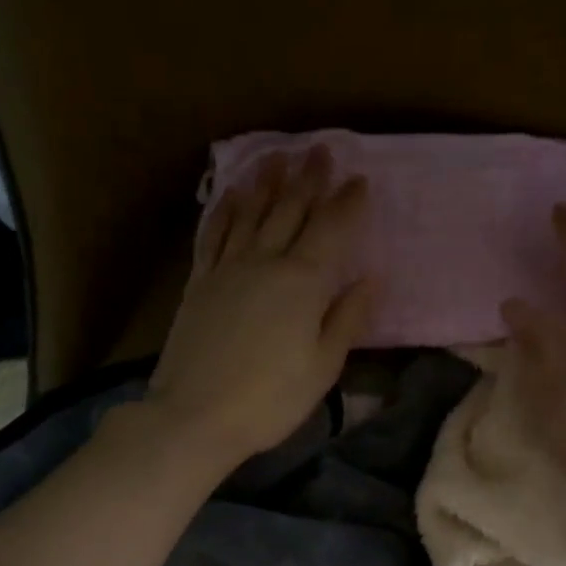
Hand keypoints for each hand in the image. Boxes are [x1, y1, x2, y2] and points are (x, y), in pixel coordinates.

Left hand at [147, 146, 374, 466]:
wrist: (195, 416)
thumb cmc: (270, 399)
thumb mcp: (323, 367)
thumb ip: (347, 318)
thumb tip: (370, 279)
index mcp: (303, 283)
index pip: (331, 231)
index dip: (347, 203)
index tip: (360, 179)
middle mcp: (265, 263)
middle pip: (291, 211)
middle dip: (309, 179)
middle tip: (321, 149)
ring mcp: (228, 269)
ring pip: (251, 214)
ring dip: (267, 182)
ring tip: (278, 156)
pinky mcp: (200, 282)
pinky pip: (215, 234)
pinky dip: (226, 210)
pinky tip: (233, 194)